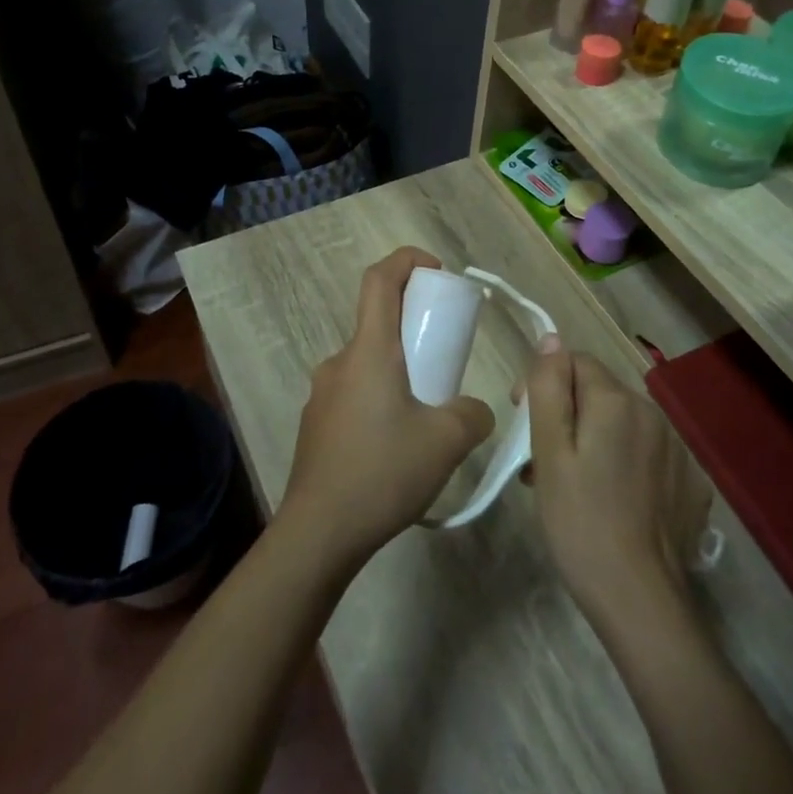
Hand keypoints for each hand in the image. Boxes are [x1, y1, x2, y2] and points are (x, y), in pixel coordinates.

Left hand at [279, 248, 494, 573]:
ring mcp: (323, 393)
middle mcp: (340, 362)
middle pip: (377, 321)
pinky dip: (382, 397)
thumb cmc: (383, 472)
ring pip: (368, 362)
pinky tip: (398, 444)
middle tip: (445, 358)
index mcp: (368, 351)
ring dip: (399, 369)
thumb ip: (473, 415)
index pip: (379, 279)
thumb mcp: (447, 441)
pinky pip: (355, 392)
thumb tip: (475, 410)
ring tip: (427, 412)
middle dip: (414, 326)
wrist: (319, 533)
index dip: (407, 260)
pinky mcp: (317, 424)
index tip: (437, 272)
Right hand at [523, 347, 710, 627]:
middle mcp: (653, 413)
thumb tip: (551, 340)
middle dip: (566, 415)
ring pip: (622, 424)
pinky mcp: (690, 482)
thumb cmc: (580, 522)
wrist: (640, 600)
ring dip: (593, 440)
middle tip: (540, 463)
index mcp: (616, 401)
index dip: (543, 385)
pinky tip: (610, 501)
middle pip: (598, 393)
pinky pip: (646, 453)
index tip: (523, 424)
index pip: (574, 362)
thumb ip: (549, 388)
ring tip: (569, 486)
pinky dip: (623, 463)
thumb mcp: (550, 452)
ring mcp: (677, 449)